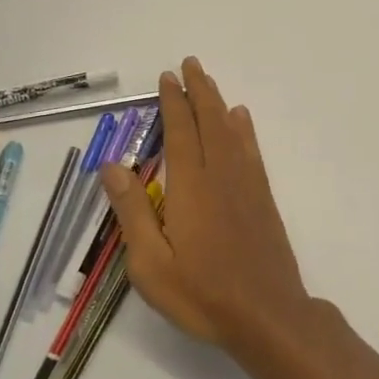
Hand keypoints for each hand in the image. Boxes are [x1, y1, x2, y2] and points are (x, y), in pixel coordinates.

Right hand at [102, 58, 310, 352]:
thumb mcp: (151, 264)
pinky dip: (244, 130)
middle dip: (198, 91)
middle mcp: (221, 175)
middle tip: (190, 64)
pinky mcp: (263, 198)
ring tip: (210, 83)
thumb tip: (112, 166)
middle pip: (209, 122)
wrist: (267, 313)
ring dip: (219, 103)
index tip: (167, 77)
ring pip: (232, 131)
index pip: (180, 132)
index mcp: (190, 187)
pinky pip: (251, 151)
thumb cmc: (202, 294)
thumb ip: (133, 212)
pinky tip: (241, 120)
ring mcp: (246, 185)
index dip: (173, 102)